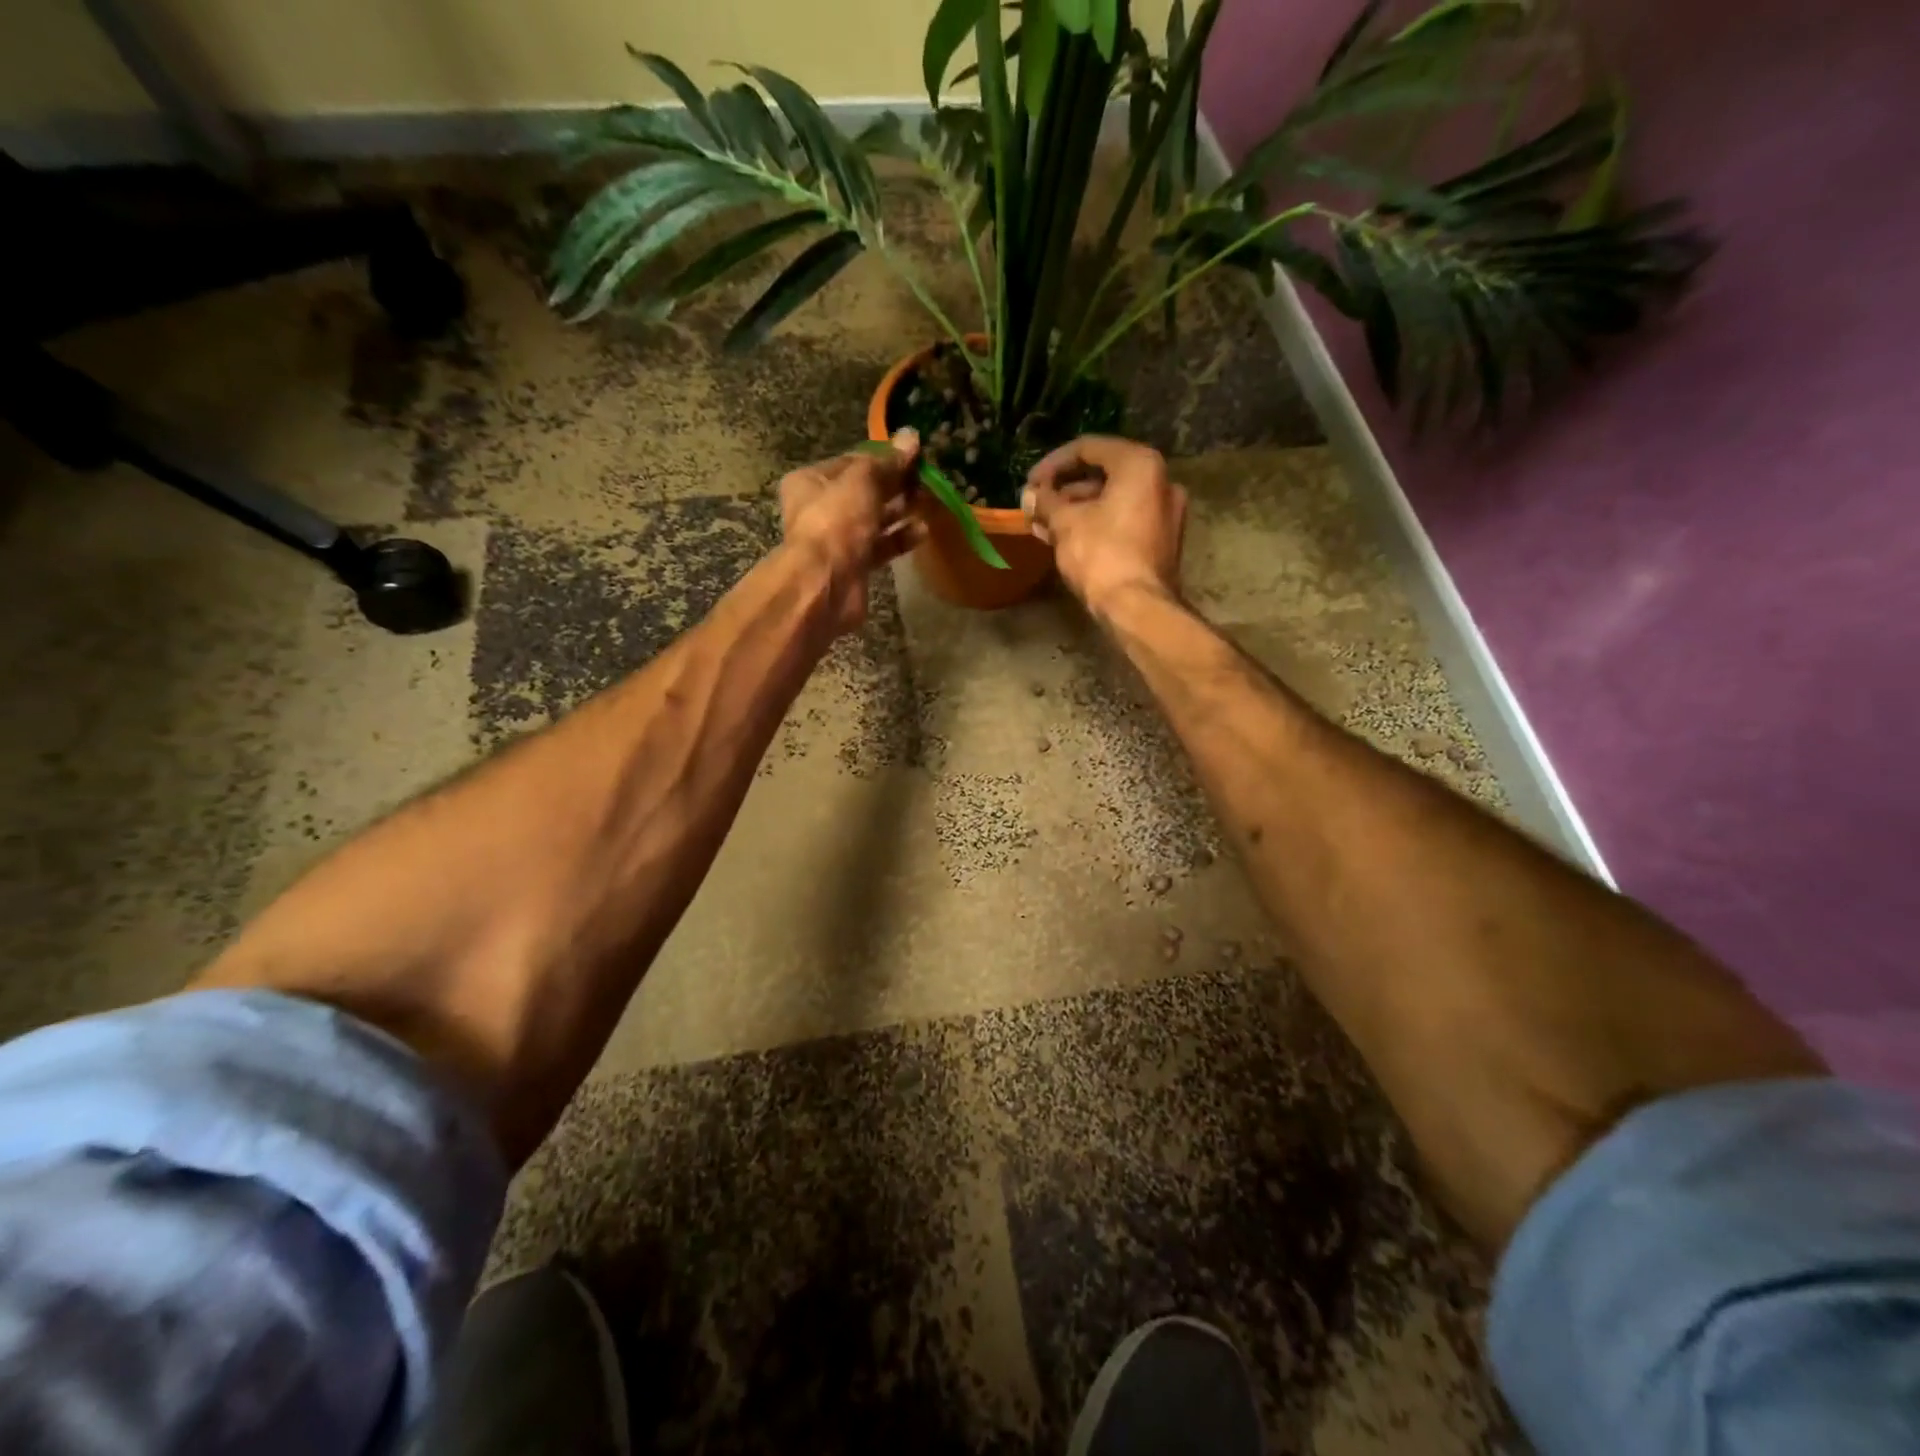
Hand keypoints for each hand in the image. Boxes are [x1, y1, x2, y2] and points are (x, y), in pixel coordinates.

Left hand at [779, 428, 927, 635]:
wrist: (825, 583)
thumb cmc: (836, 521)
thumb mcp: (863, 481)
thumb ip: (888, 461)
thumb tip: (911, 437)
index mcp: (811, 481)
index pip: (852, 462)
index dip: (882, 457)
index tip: (913, 455)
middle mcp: (820, 508)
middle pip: (864, 491)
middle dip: (894, 485)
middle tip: (925, 479)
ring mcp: (838, 539)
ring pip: (874, 520)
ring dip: (900, 512)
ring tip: (928, 502)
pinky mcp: (854, 565)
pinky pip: (881, 546)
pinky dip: (900, 538)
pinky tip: (923, 531)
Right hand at [1021, 436, 1187, 612]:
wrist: (1138, 608)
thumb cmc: (1101, 555)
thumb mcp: (1065, 523)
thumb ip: (1046, 502)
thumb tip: (1030, 495)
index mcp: (1140, 465)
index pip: (1089, 448)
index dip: (1053, 464)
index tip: (1030, 483)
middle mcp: (1161, 482)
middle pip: (1103, 475)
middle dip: (1064, 491)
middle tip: (1036, 506)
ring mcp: (1165, 514)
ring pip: (1112, 501)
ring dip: (1076, 510)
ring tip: (1043, 526)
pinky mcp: (1161, 542)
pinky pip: (1123, 522)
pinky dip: (1096, 525)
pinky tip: (1066, 539)